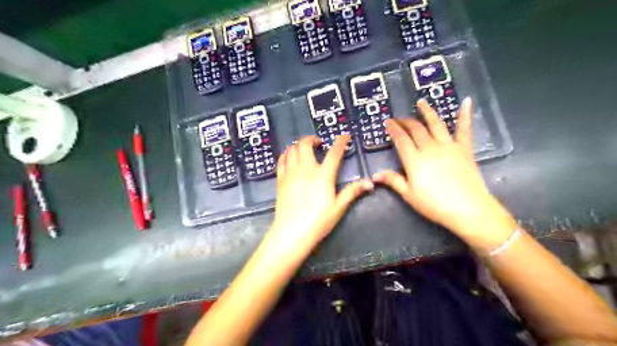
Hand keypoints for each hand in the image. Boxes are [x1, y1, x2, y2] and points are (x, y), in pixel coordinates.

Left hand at [271, 135, 369, 251]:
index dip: (340, 142)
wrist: (292, 232)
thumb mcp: (339, 207)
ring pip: (292, 149)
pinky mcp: (280, 179)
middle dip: (312, 139)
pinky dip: (286, 154)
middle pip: (305, 144)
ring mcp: (291, 173)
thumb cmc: (319, 220)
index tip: (344, 136)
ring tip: (304, 149)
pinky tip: (289, 157)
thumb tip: (370, 183)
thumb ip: (352, 191)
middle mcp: (306, 169)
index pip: (334, 153)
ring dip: (298, 145)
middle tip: (318, 143)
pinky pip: (281, 160)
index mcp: (323, 175)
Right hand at [374, 97, 513, 240]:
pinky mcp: (464, 149)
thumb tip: (375, 175)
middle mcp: (430, 148)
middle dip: (406, 121)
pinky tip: (466, 101)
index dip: (394, 129)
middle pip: (416, 129)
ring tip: (421, 102)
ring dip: (427, 112)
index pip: (401, 139)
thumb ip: (393, 181)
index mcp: (415, 160)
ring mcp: (448, 146)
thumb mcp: (409, 195)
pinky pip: (464, 129)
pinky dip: (465, 115)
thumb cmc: (435, 205)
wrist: (468, 209)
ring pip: (436, 124)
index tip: (388, 122)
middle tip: (399, 118)